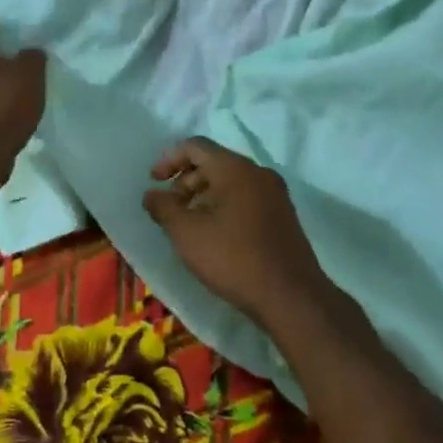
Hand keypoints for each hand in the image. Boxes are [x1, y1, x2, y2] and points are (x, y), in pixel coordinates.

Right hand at [143, 138, 333, 328]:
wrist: (292, 297)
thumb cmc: (234, 258)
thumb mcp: (187, 234)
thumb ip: (164, 208)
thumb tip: (151, 194)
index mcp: (235, 168)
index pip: (195, 146)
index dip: (169, 159)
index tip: (154, 183)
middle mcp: (258, 172)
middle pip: (213, 163)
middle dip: (186, 182)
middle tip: (170, 211)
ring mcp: (275, 193)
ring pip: (230, 182)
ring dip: (204, 197)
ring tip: (189, 227)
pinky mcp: (283, 215)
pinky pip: (246, 198)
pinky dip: (225, 207)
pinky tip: (216, 237)